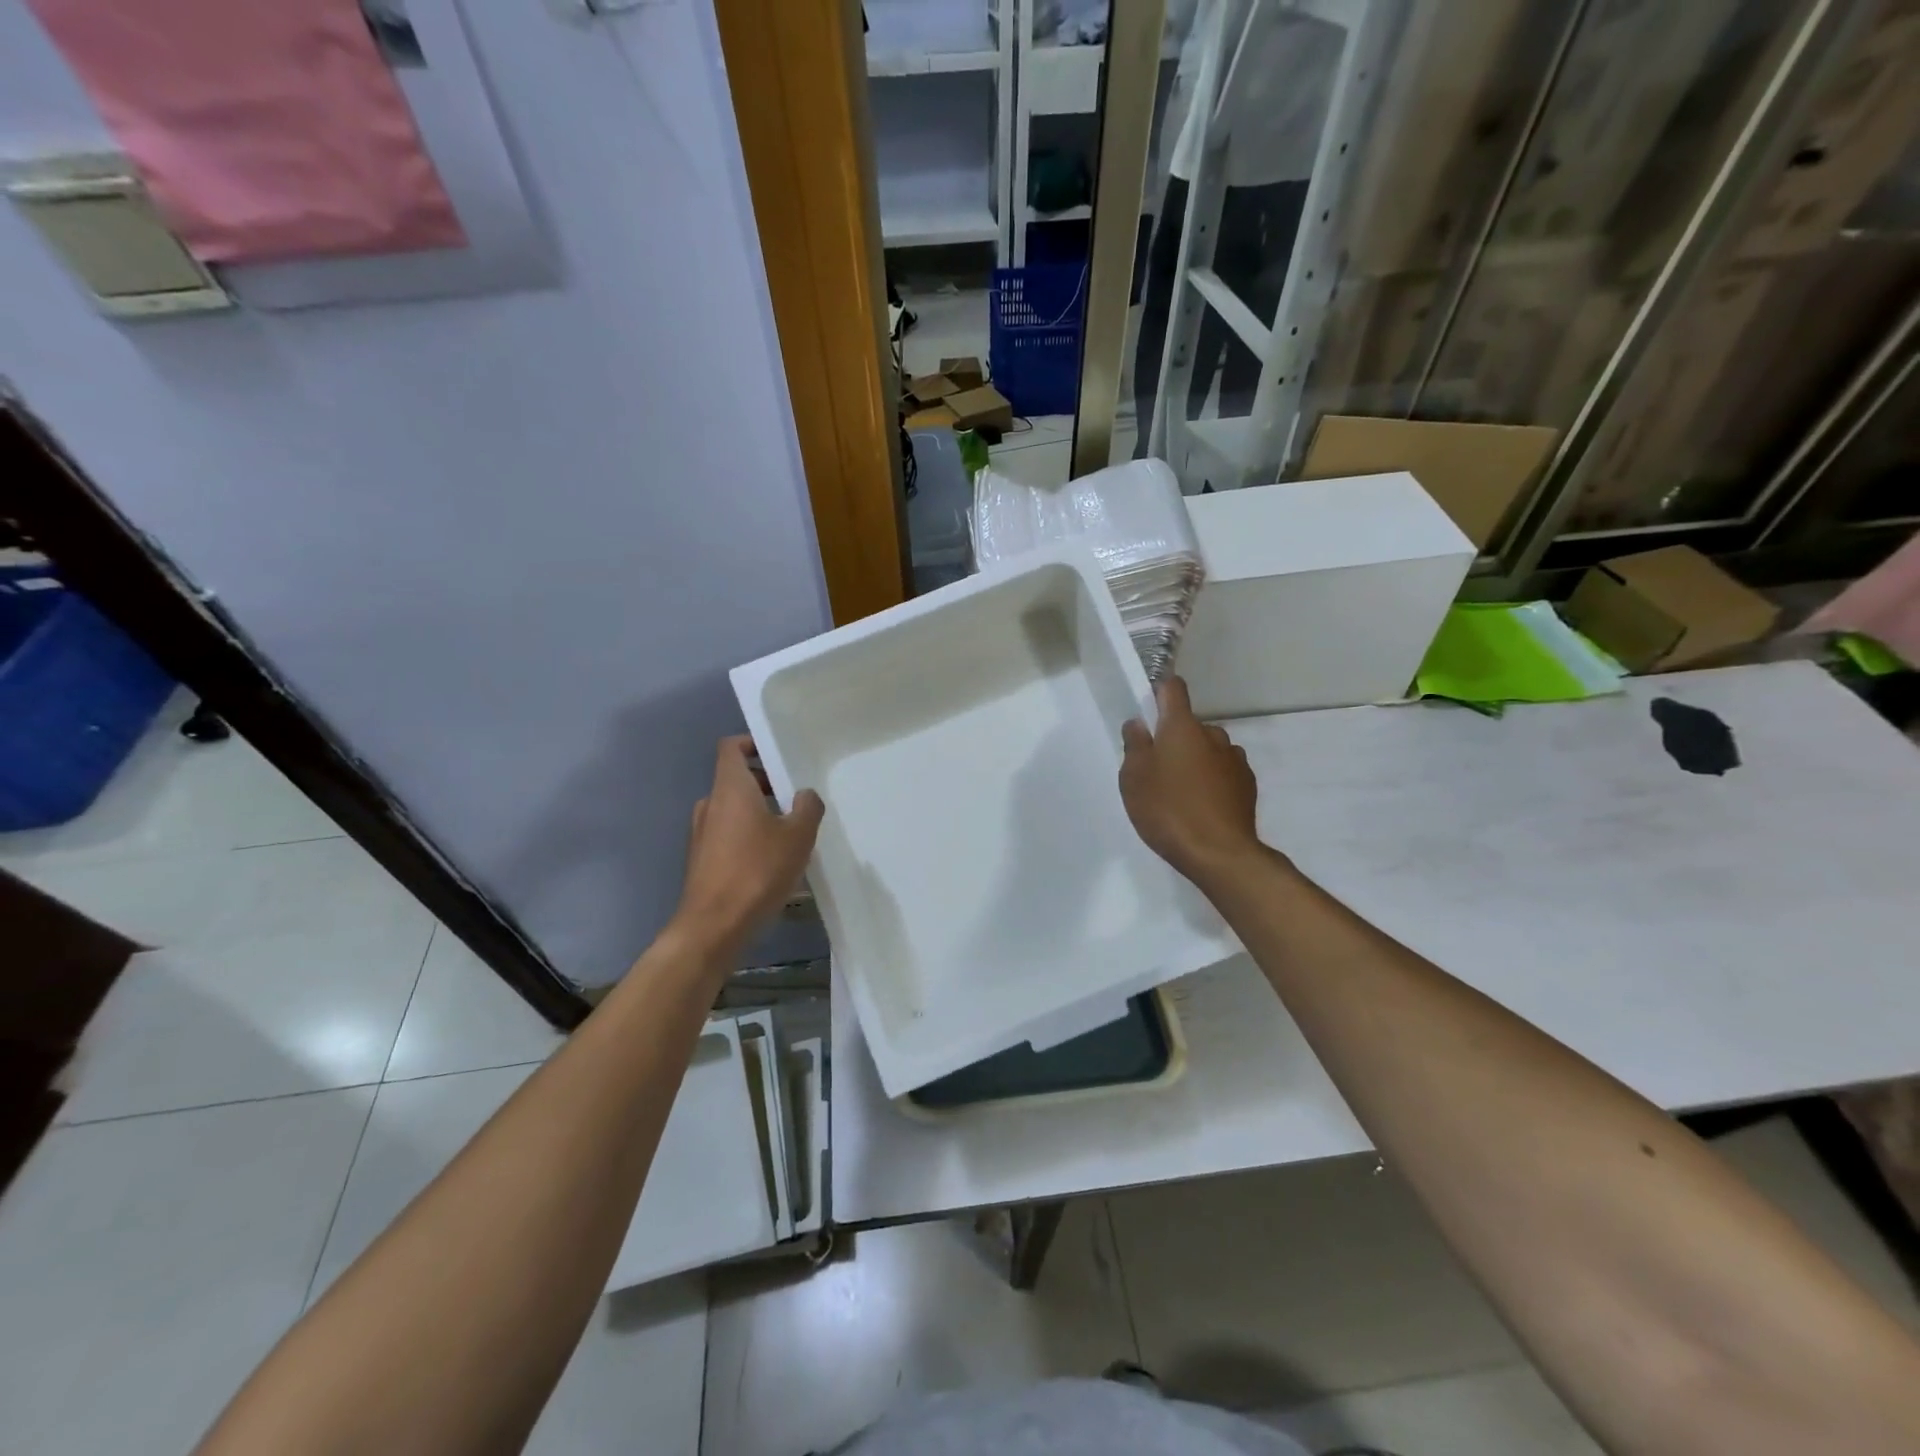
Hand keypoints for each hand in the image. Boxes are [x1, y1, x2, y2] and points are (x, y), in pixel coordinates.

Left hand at [669, 737, 823, 965]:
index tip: (778, 756)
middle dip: (766, 784)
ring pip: (733, 810)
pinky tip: (773, 861)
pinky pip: (728, 835)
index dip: (753, 744)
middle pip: (736, 780)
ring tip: (791, 833)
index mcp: (730, 788)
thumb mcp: (798, 836)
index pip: (732, 747)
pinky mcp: (701, 860)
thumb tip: (804, 795)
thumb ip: (807, 808)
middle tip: (796, 799)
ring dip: (760, 813)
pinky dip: (748, 836)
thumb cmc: (757, 871)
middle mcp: (710, 804)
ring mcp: (701, 833)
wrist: (714, 926)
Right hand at [1120, 677, 1261, 888]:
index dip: (1159, 692)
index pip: (1173, 688)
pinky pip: (1224, 771)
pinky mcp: (1248, 785)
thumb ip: (1134, 746)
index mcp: (1182, 727)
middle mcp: (1213, 735)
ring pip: (1209, 749)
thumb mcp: (1134, 779)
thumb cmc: (1168, 810)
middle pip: (1190, 725)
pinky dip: (1213, 780)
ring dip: (1196, 760)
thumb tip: (1138, 723)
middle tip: (1157, 768)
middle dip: (1174, 738)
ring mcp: (1235, 760)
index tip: (1148, 709)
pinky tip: (1203, 806)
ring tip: (1182, 792)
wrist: (1220, 854)